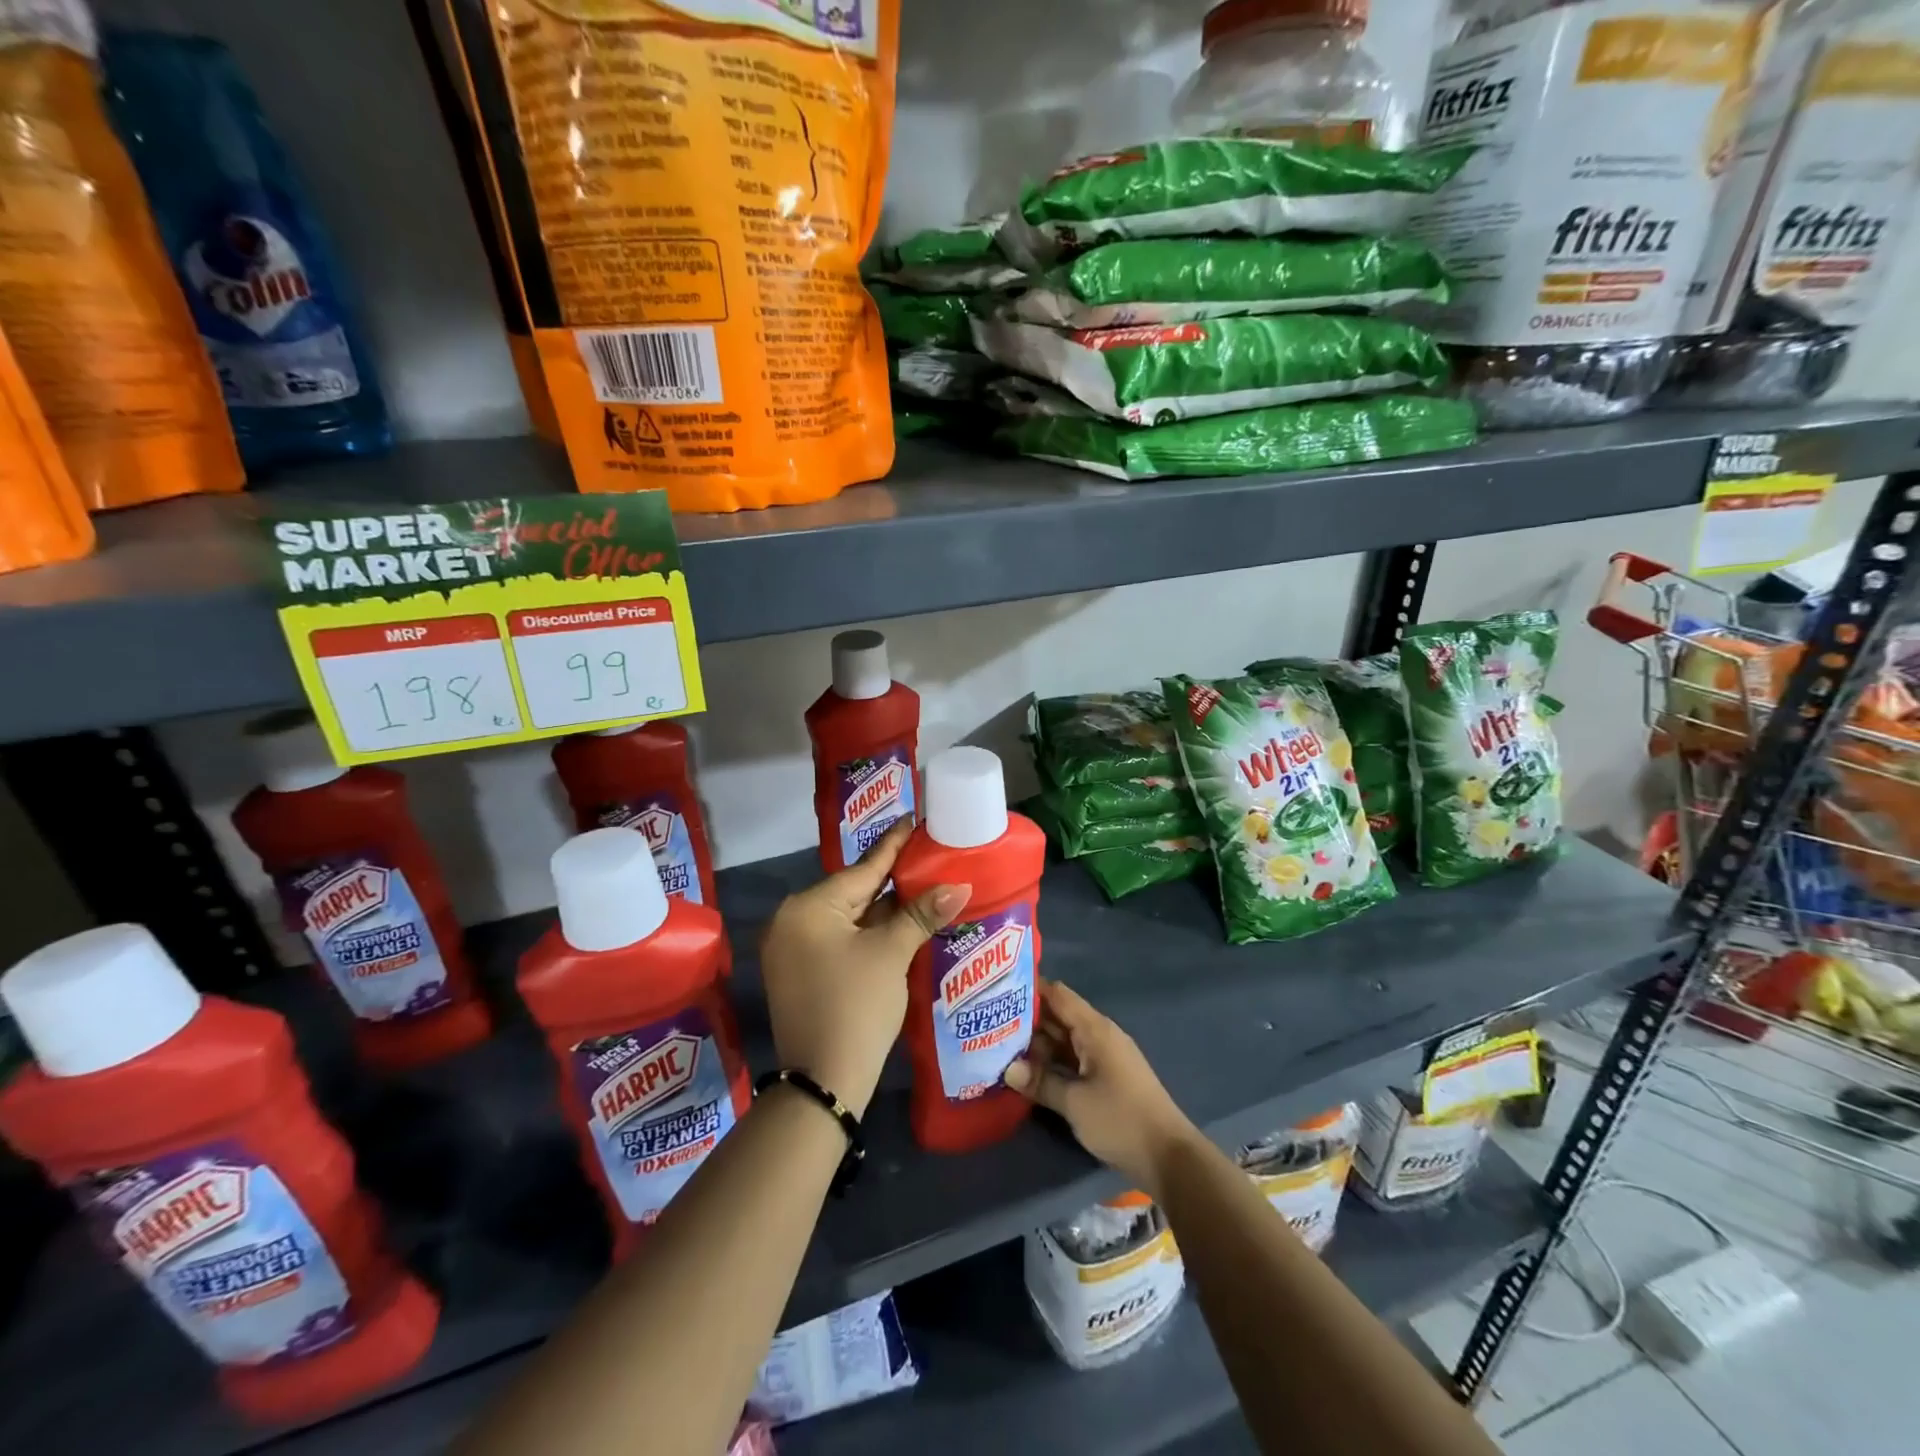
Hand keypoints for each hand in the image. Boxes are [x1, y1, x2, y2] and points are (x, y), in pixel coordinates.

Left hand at [758, 818, 967, 1117]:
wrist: (824, 1083)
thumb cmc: (857, 1007)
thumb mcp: (891, 954)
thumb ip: (920, 914)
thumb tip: (958, 885)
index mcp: (808, 908)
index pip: (863, 869)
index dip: (894, 846)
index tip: (914, 820)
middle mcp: (792, 921)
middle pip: (854, 892)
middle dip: (893, 881)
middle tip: (929, 857)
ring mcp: (793, 949)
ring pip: (848, 918)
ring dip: (884, 910)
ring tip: (923, 886)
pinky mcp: (800, 972)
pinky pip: (840, 939)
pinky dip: (869, 933)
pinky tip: (900, 924)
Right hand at [1004, 981, 1201, 1196]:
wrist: (1168, 1157)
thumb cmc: (1121, 1120)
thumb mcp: (1075, 1102)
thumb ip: (1041, 1082)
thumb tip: (1007, 1068)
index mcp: (1095, 1029)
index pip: (1058, 994)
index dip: (1030, 988)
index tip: (998, 989)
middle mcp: (1099, 1035)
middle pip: (1059, 1016)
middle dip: (1027, 1018)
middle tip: (989, 1020)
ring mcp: (1104, 1057)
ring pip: (1064, 1039)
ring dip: (1037, 1043)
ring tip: (999, 1043)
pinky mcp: (1106, 1078)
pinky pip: (1072, 1058)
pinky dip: (1051, 1061)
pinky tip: (1028, 1070)